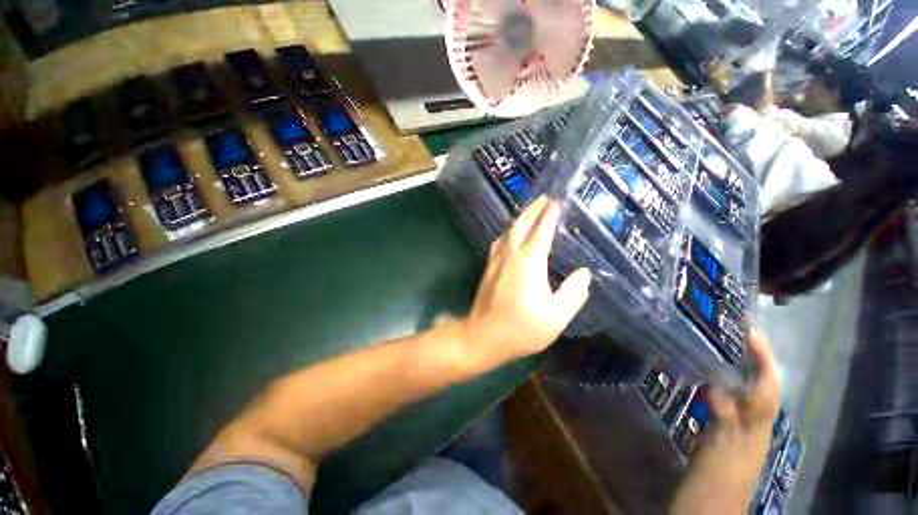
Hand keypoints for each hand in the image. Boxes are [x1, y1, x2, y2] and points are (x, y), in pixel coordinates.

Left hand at [460, 196, 590, 369]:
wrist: (483, 337)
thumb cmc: (521, 329)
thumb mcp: (556, 317)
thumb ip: (573, 293)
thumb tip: (584, 273)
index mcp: (529, 263)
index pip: (541, 232)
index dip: (550, 215)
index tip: (557, 201)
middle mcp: (510, 256)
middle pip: (521, 225)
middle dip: (533, 209)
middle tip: (544, 198)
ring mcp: (496, 261)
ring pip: (508, 232)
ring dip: (520, 219)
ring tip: (530, 211)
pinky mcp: (489, 268)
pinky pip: (500, 243)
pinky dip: (508, 233)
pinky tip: (510, 235)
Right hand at [672, 329, 780, 514]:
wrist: (708, 510)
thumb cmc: (714, 482)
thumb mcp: (719, 452)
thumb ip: (724, 419)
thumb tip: (719, 384)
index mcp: (755, 429)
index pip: (767, 388)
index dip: (764, 359)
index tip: (751, 331)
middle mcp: (754, 426)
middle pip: (764, 388)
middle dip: (759, 360)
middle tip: (741, 334)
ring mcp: (741, 431)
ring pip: (751, 395)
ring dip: (745, 370)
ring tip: (729, 349)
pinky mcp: (726, 435)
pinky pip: (734, 404)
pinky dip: (729, 387)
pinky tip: (713, 380)